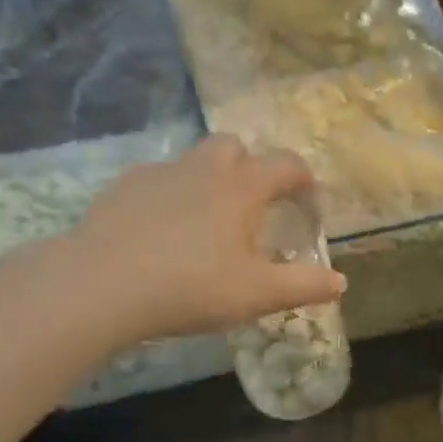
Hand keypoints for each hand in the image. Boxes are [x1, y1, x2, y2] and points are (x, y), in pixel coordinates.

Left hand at [69, 135, 346, 342]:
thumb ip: (303, 286)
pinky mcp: (123, 187)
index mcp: (241, 187)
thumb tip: (340, 281)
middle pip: (235, 147)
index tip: (307, 203)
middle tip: (250, 208)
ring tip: (203, 224)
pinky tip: (158, 233)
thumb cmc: (189, 287)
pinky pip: (156, 181)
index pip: (286, 165)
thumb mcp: (255, 294)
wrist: (101, 285)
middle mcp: (203, 168)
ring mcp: (159, 173)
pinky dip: (168, 197)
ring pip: (193, 162)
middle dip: (250, 168)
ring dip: (207, 181)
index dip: (304, 181)